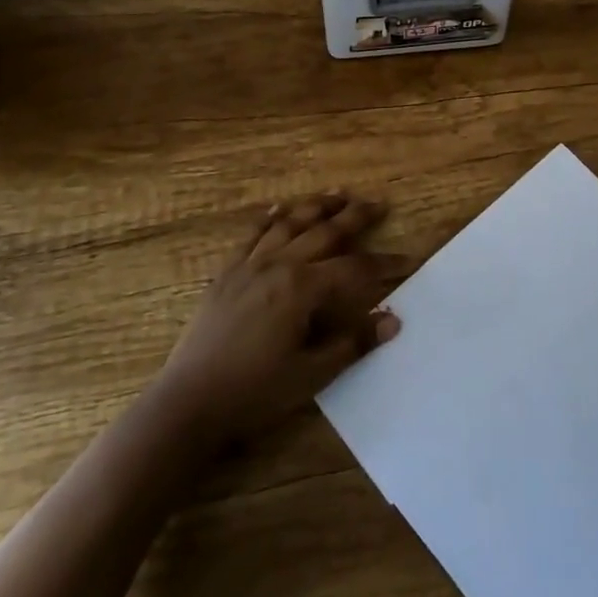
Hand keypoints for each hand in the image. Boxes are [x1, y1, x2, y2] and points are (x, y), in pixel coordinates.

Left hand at [151, 193, 408, 444]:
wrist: (188, 401)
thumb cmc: (254, 392)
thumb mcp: (311, 374)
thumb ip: (353, 343)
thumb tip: (393, 320)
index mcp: (302, 288)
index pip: (355, 269)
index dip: (385, 264)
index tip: (409, 259)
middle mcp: (279, 264)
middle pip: (325, 231)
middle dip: (355, 216)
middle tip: (378, 204)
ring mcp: (250, 264)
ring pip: (290, 223)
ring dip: (317, 206)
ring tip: (338, 195)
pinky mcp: (226, 272)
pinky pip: (251, 235)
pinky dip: (269, 218)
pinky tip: (279, 208)